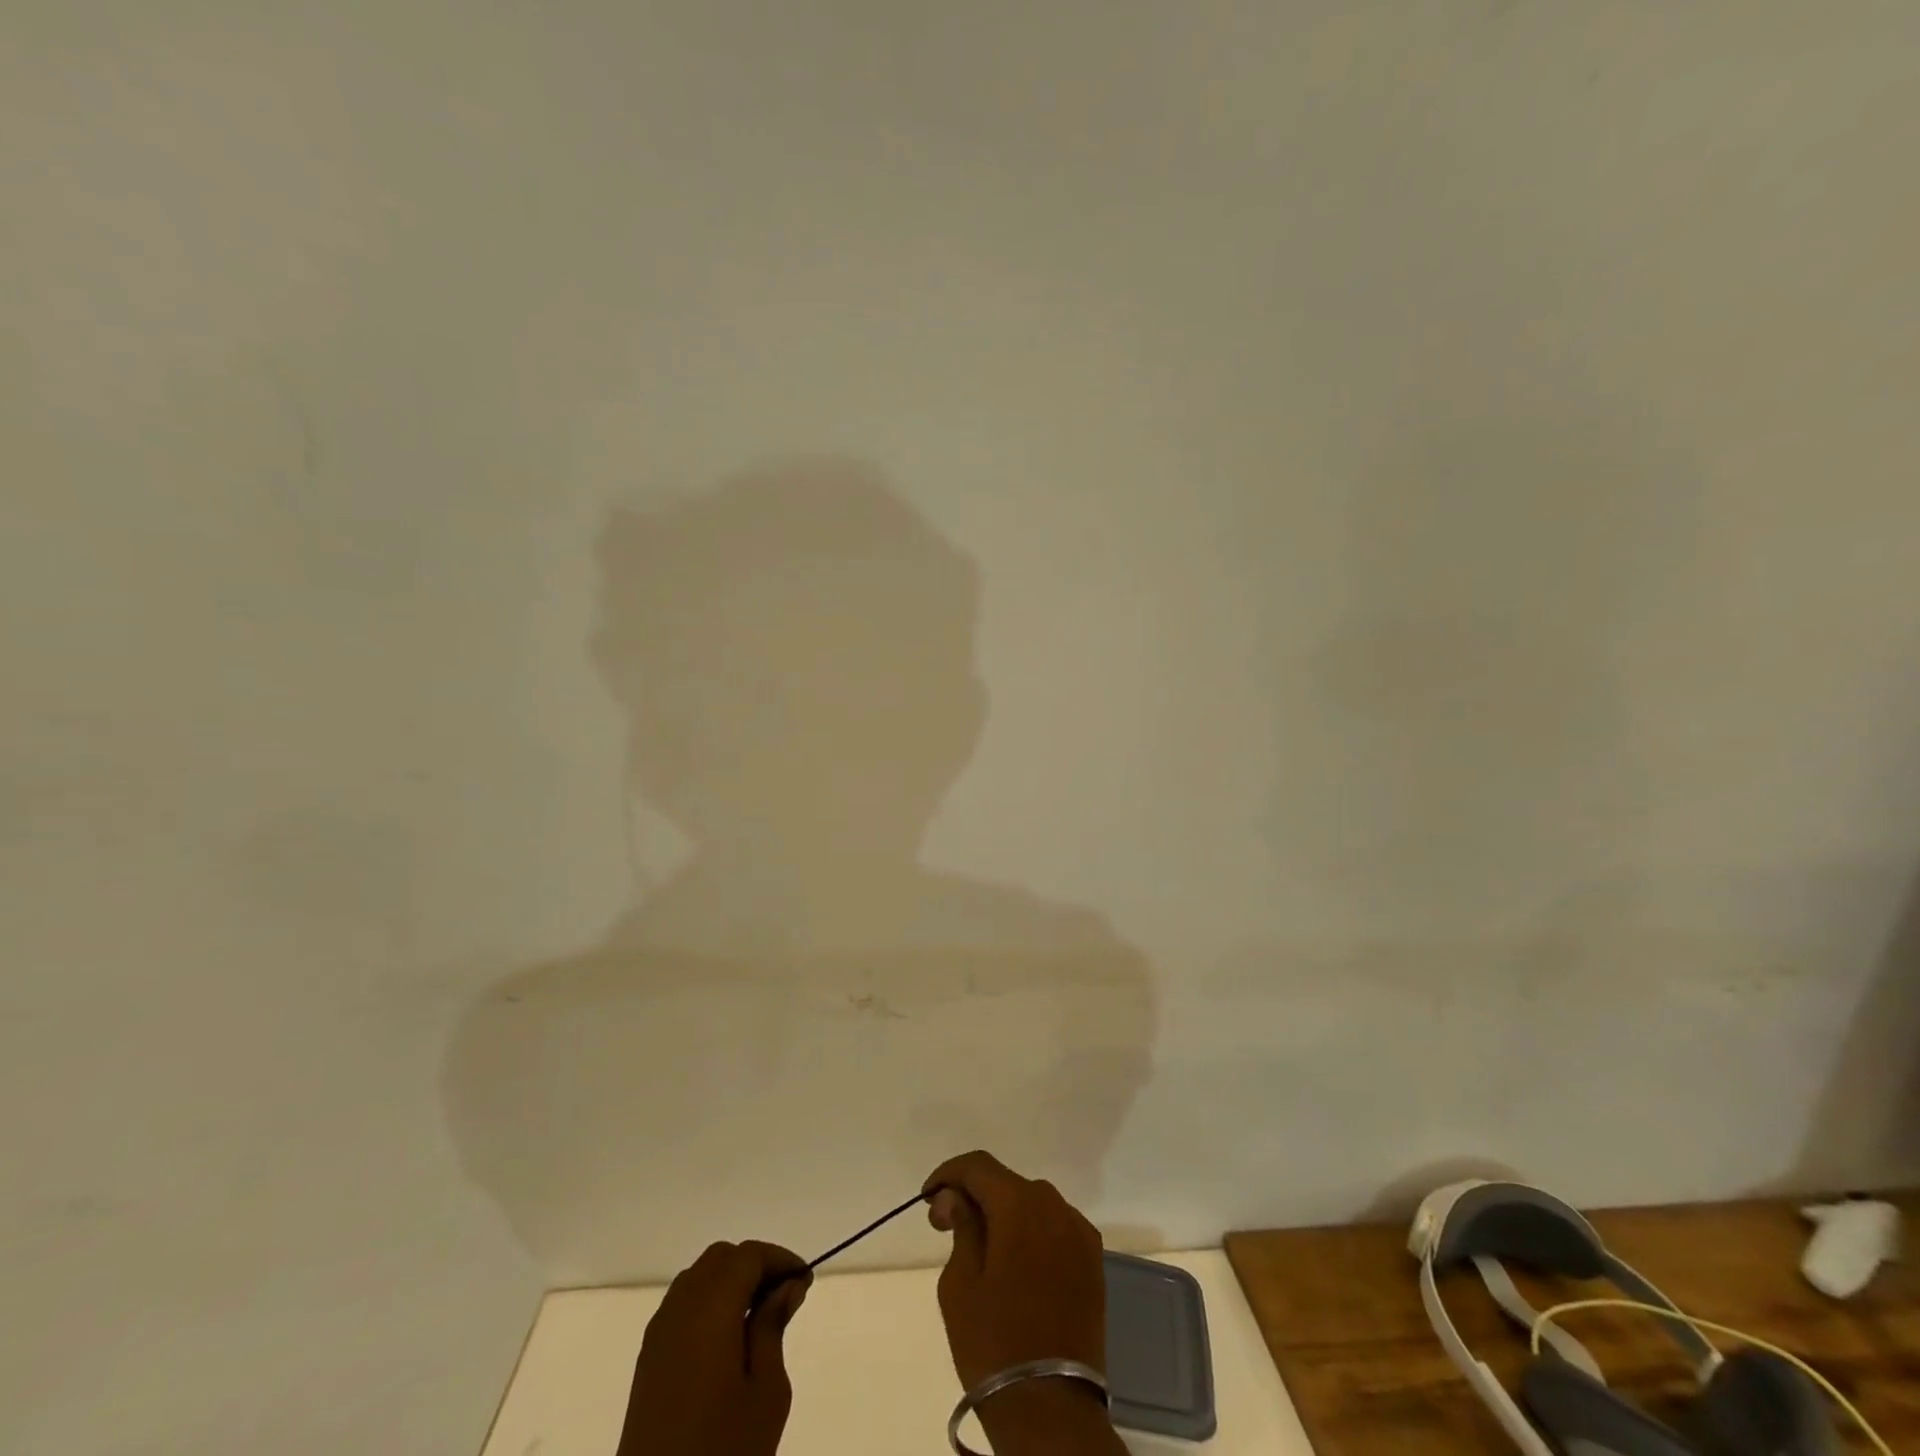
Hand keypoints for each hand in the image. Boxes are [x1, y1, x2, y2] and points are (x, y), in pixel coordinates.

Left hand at [615, 1241, 810, 1455]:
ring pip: (698, 1278)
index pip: (748, 1256)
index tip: (805, 1280)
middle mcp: (679, 1311)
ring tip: (759, 1318)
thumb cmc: (724, 1454)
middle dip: (754, 1265)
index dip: (780, 1259)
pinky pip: (681, 1306)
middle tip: (784, 1296)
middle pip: (720, 1259)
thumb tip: (785, 1286)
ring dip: (730, 1282)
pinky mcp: (647, 1363)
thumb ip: (773, 1327)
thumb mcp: (766, 1393)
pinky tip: (727, 1341)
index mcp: (709, 1311)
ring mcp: (658, 1337)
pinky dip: (708, 1303)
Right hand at [923, 1151, 1121, 1455]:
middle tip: (948, 1225)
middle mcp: (1055, 1205)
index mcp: (1020, 1204)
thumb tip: (956, 1197)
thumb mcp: (960, 1283)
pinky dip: (1032, 1233)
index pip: (978, 1166)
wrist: (1051, 1408)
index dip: (948, 1174)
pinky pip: (1055, 1228)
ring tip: (982, 1246)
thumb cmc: (994, 1343)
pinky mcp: (1093, 1260)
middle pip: (1006, 1183)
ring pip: (1033, 1204)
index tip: (928, 1199)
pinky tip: (1016, 1262)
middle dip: (975, 1195)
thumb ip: (960, 1226)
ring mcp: (1079, 1232)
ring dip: (1005, 1214)